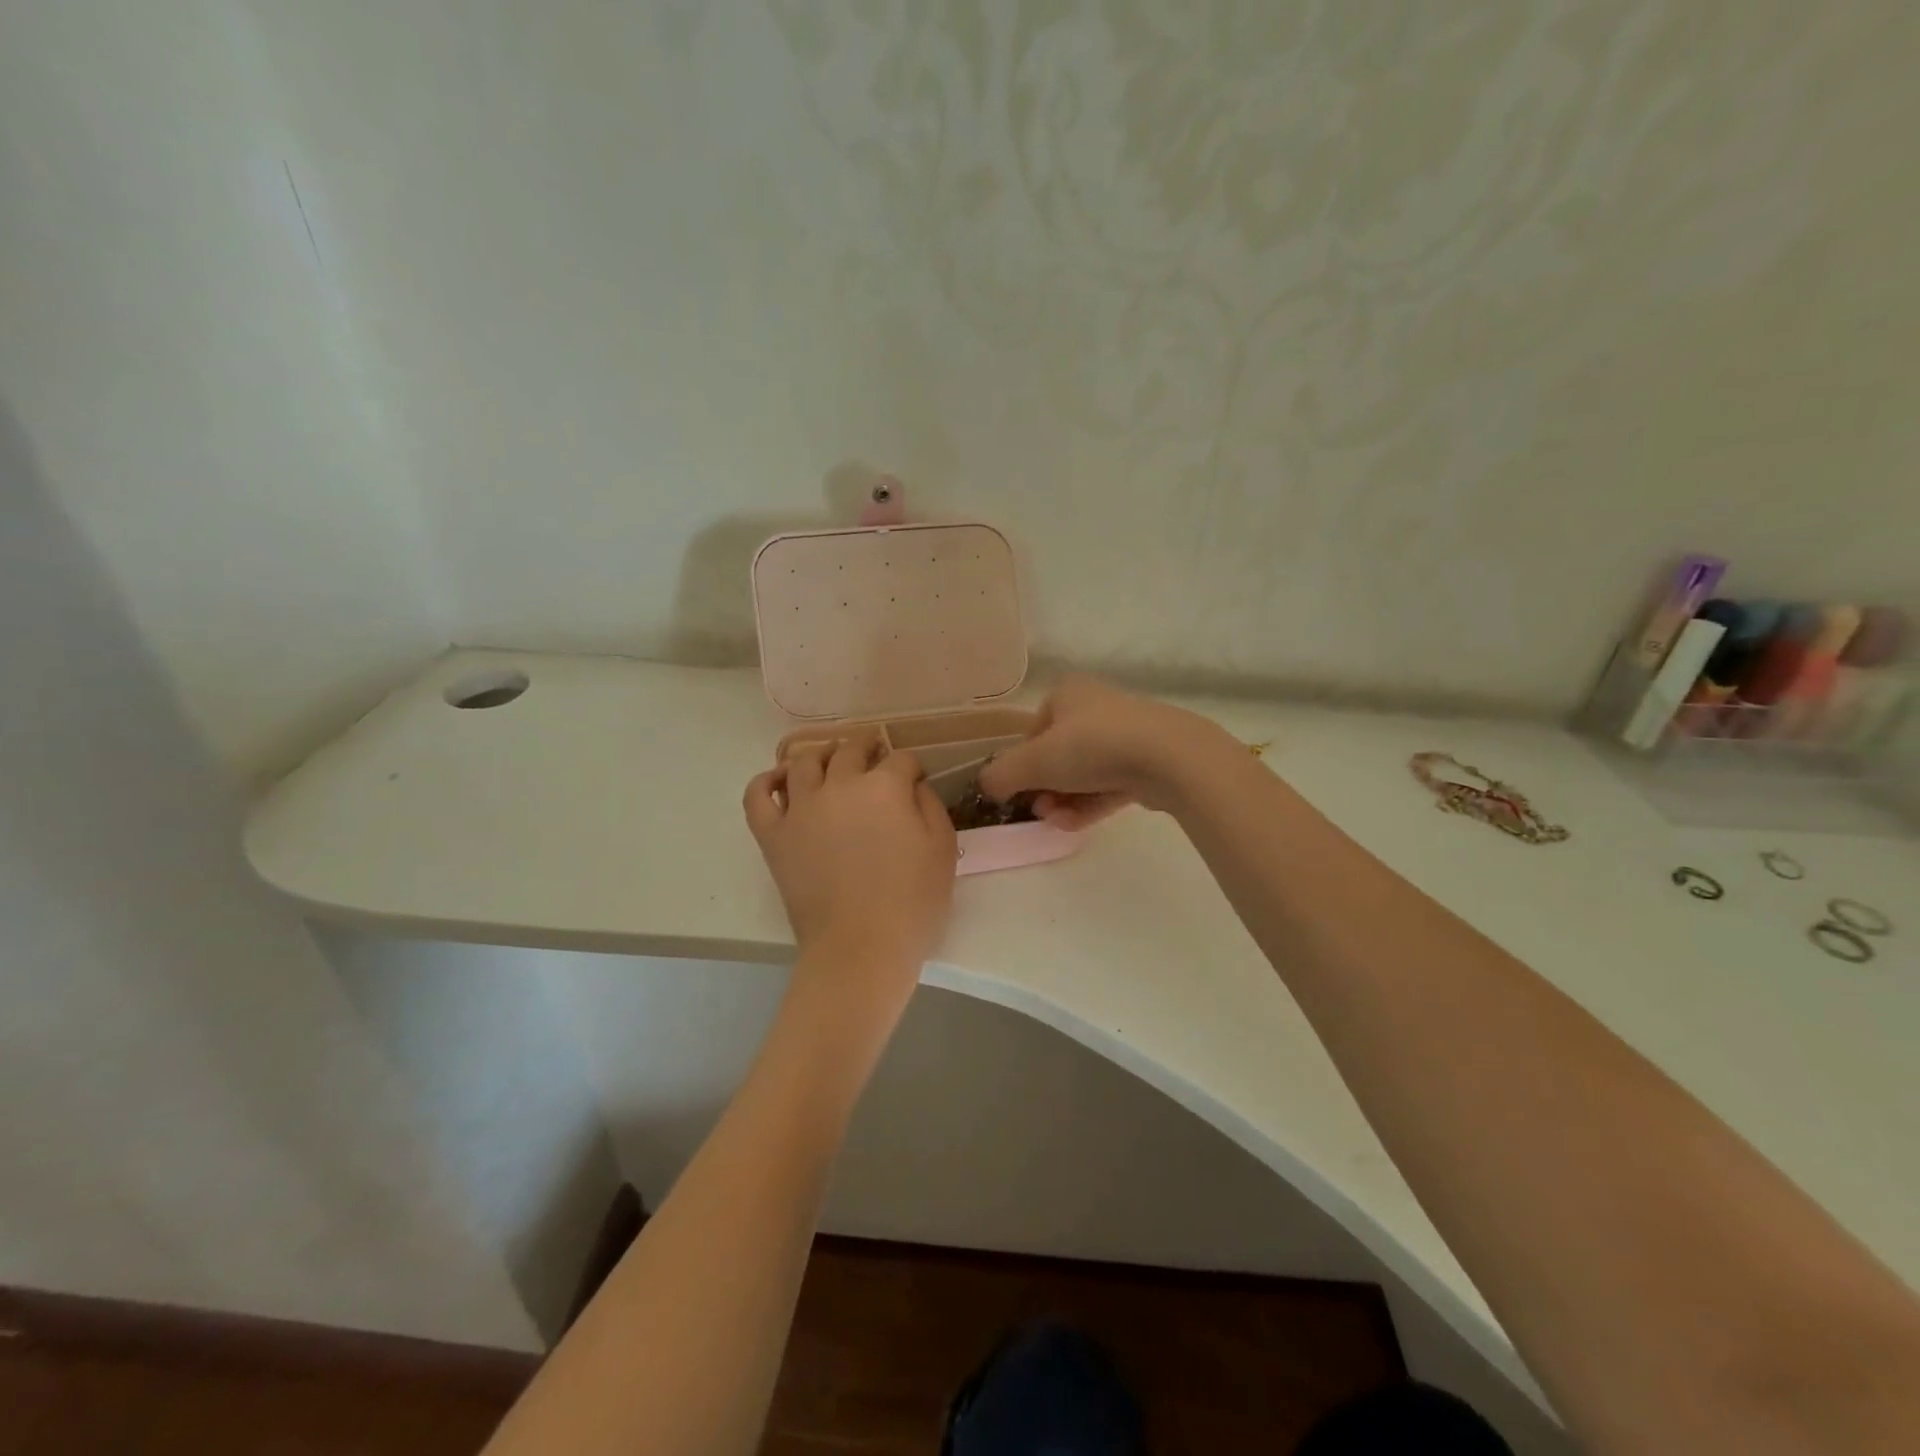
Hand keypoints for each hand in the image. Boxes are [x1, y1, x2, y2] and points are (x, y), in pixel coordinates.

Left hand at [743, 739, 956, 987]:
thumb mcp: (942, 850)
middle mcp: (839, 786)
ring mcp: (801, 808)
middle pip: (851, 750)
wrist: (860, 947)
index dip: (912, 767)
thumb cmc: (912, 903)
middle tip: (874, 755)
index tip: (915, 780)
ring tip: (830, 761)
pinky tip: (779, 779)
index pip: (901, 760)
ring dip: (821, 754)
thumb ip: (930, 806)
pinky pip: (758, 796)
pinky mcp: (773, 835)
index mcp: (884, 787)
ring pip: (803, 762)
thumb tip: (914, 785)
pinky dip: (766, 781)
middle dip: (868, 747)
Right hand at [978, 677, 1230, 828]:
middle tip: (1040, 811)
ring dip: (1064, 800)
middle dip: (1044, 788)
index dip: (1021, 764)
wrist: (1168, 757)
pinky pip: (1109, 784)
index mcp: (1067, 693)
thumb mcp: (1032, 762)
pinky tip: (1076, 825)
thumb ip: (1000, 775)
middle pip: (1058, 755)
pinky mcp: (1148, 762)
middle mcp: (1096, 707)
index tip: (1020, 791)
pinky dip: (1090, 804)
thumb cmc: (1091, 747)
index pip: (1033, 732)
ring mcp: (1126, 735)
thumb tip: (986, 787)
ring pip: (1084, 773)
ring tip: (1057, 822)